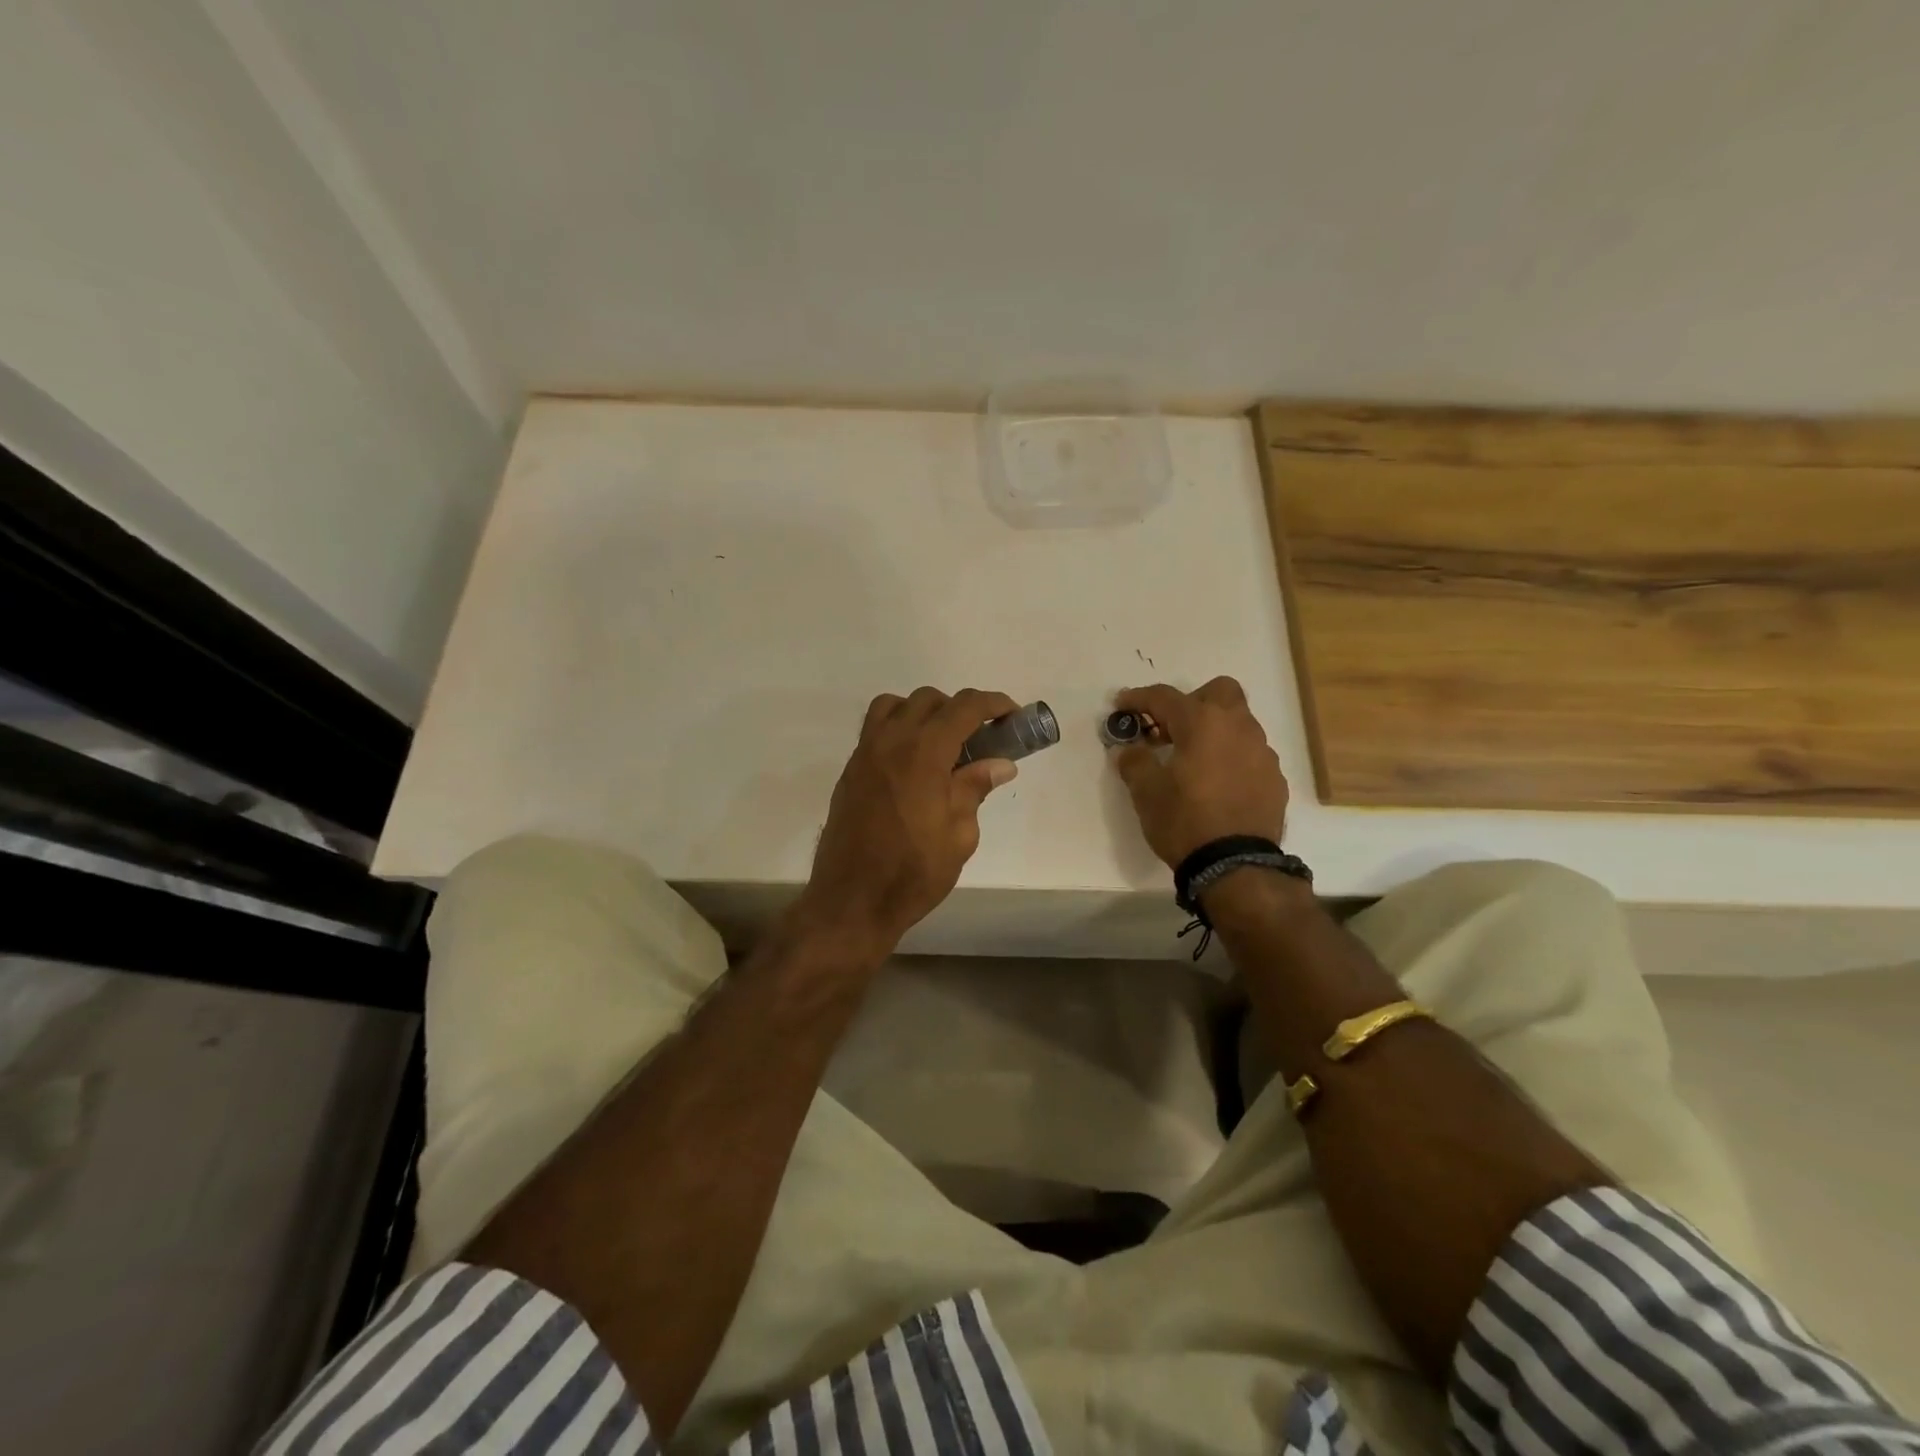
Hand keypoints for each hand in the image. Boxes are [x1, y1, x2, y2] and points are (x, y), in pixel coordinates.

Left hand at [797, 687, 1020, 959]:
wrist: (852, 900)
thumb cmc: (913, 872)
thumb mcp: (959, 835)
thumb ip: (975, 788)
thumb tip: (1000, 763)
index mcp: (923, 753)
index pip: (964, 707)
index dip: (993, 704)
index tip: (1012, 715)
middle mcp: (890, 742)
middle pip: (928, 699)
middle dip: (959, 709)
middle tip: (980, 739)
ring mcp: (864, 754)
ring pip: (894, 706)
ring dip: (923, 713)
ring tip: (941, 744)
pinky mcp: (851, 771)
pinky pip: (875, 730)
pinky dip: (899, 729)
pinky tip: (913, 764)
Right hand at [1110, 677, 1288, 867]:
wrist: (1236, 865)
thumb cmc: (1185, 821)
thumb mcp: (1146, 792)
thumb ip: (1135, 762)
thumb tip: (1129, 749)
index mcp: (1202, 723)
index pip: (1165, 697)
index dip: (1139, 698)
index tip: (1121, 705)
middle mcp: (1238, 728)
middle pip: (1219, 691)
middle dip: (1192, 701)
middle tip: (1171, 729)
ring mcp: (1262, 752)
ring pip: (1238, 723)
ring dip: (1214, 732)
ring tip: (1193, 762)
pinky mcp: (1274, 779)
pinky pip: (1250, 754)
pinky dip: (1231, 758)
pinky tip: (1217, 785)